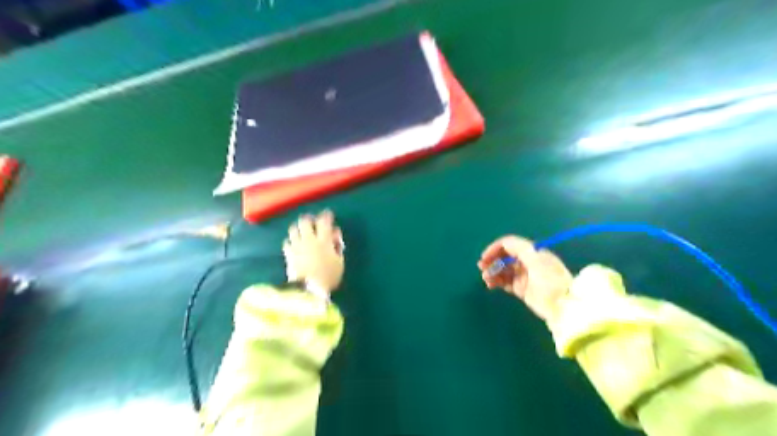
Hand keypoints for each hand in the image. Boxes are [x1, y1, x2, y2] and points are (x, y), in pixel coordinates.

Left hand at [285, 212, 343, 295]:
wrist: (308, 290)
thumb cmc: (328, 276)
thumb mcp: (339, 262)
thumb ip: (337, 247)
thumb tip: (334, 236)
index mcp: (323, 240)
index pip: (324, 221)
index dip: (326, 216)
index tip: (328, 214)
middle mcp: (308, 239)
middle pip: (305, 221)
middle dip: (309, 219)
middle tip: (313, 222)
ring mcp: (296, 246)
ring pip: (293, 229)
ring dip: (298, 228)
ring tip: (302, 232)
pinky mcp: (288, 254)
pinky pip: (287, 242)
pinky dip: (291, 241)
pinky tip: (294, 244)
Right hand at [477, 235, 572, 322]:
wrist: (563, 306)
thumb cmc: (551, 281)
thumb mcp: (536, 261)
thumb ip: (520, 249)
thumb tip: (504, 243)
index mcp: (532, 252)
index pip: (510, 244)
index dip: (496, 248)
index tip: (485, 257)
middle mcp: (527, 262)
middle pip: (505, 256)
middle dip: (492, 260)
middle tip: (481, 267)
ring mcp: (524, 276)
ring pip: (503, 270)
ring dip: (493, 271)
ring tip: (486, 279)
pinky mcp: (522, 289)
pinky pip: (505, 282)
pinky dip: (496, 281)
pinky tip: (490, 285)